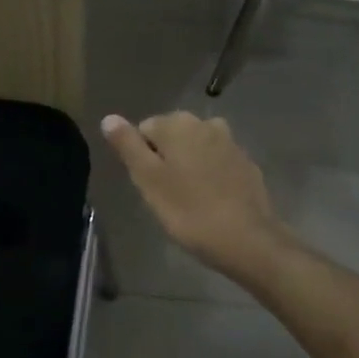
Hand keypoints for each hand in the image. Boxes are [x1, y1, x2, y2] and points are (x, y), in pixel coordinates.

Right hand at [101, 112, 291, 280]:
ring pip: (195, 149)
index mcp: (177, 124)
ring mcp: (230, 142)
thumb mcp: (148, 180)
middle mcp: (205, 123)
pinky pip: (217, 162)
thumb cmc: (189, 211)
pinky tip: (212, 201)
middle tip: (167, 196)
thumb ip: (128, 146)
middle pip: (171, 136)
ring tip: (189, 200)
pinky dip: (210, 176)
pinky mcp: (246, 163)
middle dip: (166, 160)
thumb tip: (109, 118)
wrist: (248, 239)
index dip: (143, 160)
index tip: (151, 187)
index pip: (144, 130)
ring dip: (188, 167)